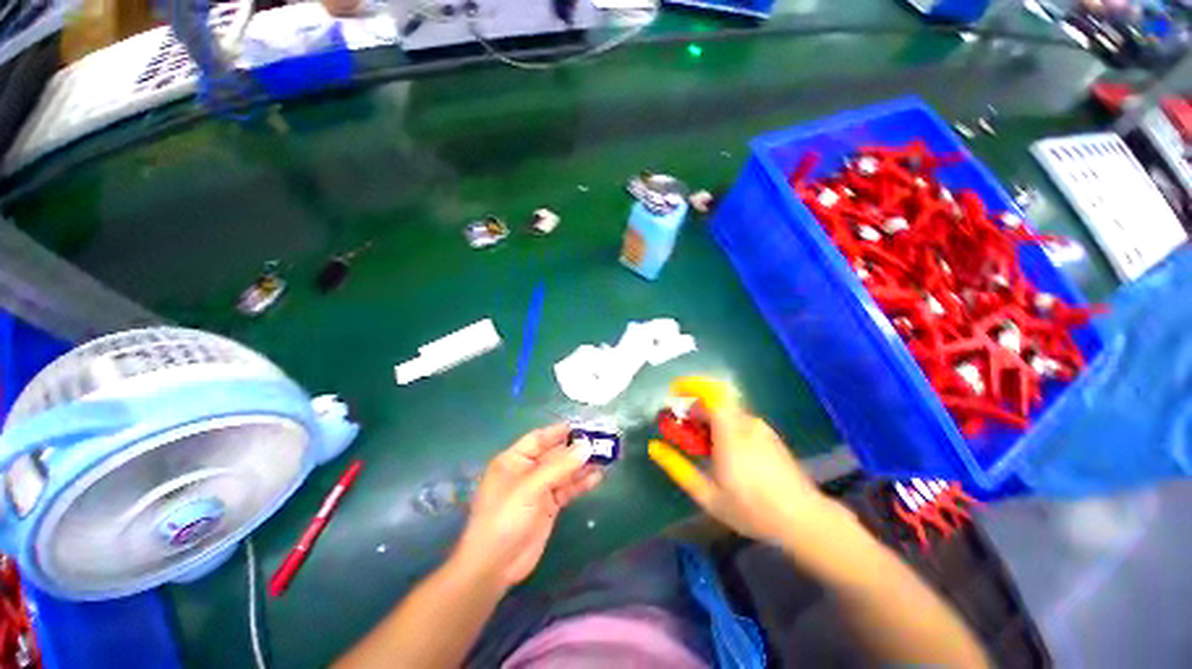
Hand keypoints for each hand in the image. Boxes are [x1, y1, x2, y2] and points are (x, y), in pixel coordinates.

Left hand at [452, 424, 602, 587]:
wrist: (494, 566)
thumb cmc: (505, 517)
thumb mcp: (530, 487)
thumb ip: (559, 466)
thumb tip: (586, 446)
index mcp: (514, 460)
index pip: (538, 439)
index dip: (558, 432)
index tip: (581, 427)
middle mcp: (527, 471)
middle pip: (554, 454)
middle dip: (575, 449)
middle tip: (600, 442)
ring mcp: (538, 490)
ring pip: (563, 472)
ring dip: (581, 466)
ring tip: (605, 458)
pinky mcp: (548, 507)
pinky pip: (567, 490)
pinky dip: (580, 484)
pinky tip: (597, 478)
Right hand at [650, 376, 834, 543]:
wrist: (803, 520)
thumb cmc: (751, 509)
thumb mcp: (707, 495)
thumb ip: (678, 468)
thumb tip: (654, 447)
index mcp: (729, 433)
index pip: (711, 392)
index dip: (690, 385)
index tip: (674, 392)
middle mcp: (746, 423)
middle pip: (715, 400)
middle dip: (693, 408)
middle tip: (681, 429)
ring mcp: (760, 428)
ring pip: (727, 410)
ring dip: (707, 418)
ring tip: (700, 445)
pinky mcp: (769, 435)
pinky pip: (739, 420)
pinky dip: (722, 425)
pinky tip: (722, 451)